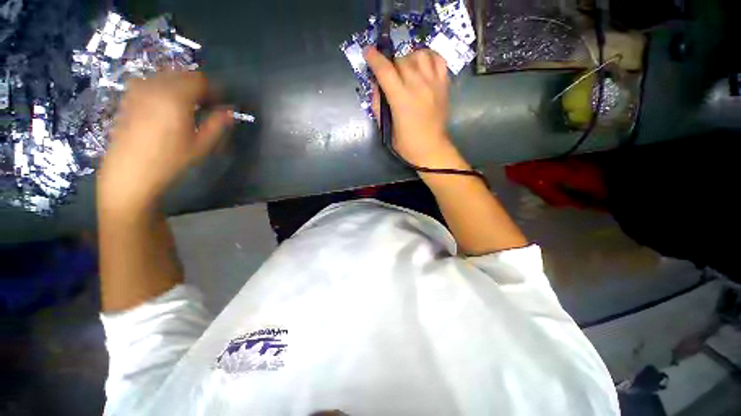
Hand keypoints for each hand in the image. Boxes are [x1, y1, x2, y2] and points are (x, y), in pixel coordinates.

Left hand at [97, 71, 232, 213]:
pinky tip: (165, 105)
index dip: (214, 90)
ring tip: (187, 105)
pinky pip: (150, 82)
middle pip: (182, 74)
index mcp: (175, 98)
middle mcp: (155, 87)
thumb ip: (216, 124)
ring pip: (165, 75)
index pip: (200, 80)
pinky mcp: (128, 97)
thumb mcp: (200, 146)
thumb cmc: (169, 161)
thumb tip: (230, 111)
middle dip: (197, 86)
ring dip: (180, 85)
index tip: (220, 104)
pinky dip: (163, 87)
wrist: (129, 172)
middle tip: (206, 105)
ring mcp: (138, 90)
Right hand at [364, 47, 453, 165]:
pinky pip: (438, 59)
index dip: (374, 58)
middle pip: (401, 59)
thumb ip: (378, 105)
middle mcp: (417, 85)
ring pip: (419, 54)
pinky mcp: (444, 84)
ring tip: (406, 68)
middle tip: (389, 73)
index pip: (385, 70)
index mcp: (401, 99)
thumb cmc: (406, 143)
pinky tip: (423, 64)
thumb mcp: (386, 127)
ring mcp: (433, 83)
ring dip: (409, 57)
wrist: (431, 149)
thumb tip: (375, 85)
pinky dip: (429, 56)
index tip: (368, 52)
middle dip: (390, 63)